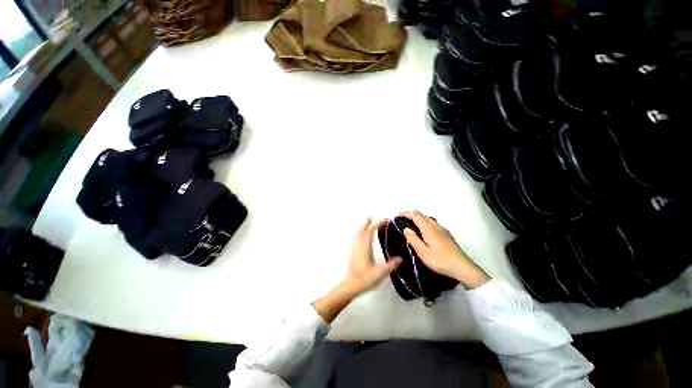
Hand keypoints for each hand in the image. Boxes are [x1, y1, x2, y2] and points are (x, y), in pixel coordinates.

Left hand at [312, 218, 400, 322]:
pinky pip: (355, 237)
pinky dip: (360, 232)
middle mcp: (359, 245)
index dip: (377, 224)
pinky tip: (362, 235)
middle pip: (362, 229)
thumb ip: (390, 266)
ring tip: (369, 223)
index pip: (371, 231)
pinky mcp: (352, 251)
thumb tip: (400, 258)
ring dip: (363, 226)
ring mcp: (354, 248)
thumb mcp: (379, 273)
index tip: (385, 221)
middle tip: (374, 217)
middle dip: (368, 222)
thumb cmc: (364, 279)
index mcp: (365, 248)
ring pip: (358, 233)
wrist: (350, 285)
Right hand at [400, 210, 489, 288]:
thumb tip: (406, 228)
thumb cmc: (440, 260)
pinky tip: (428, 226)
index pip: (416, 217)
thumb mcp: (423, 252)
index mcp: (429, 230)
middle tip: (405, 215)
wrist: (462, 267)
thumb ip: (413, 239)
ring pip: (430, 219)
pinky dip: (427, 221)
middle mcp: (436, 227)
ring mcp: (443, 231)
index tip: (400, 212)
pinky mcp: (447, 235)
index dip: (408, 214)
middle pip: (424, 216)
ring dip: (421, 217)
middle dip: (414, 214)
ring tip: (415, 218)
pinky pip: (434, 223)